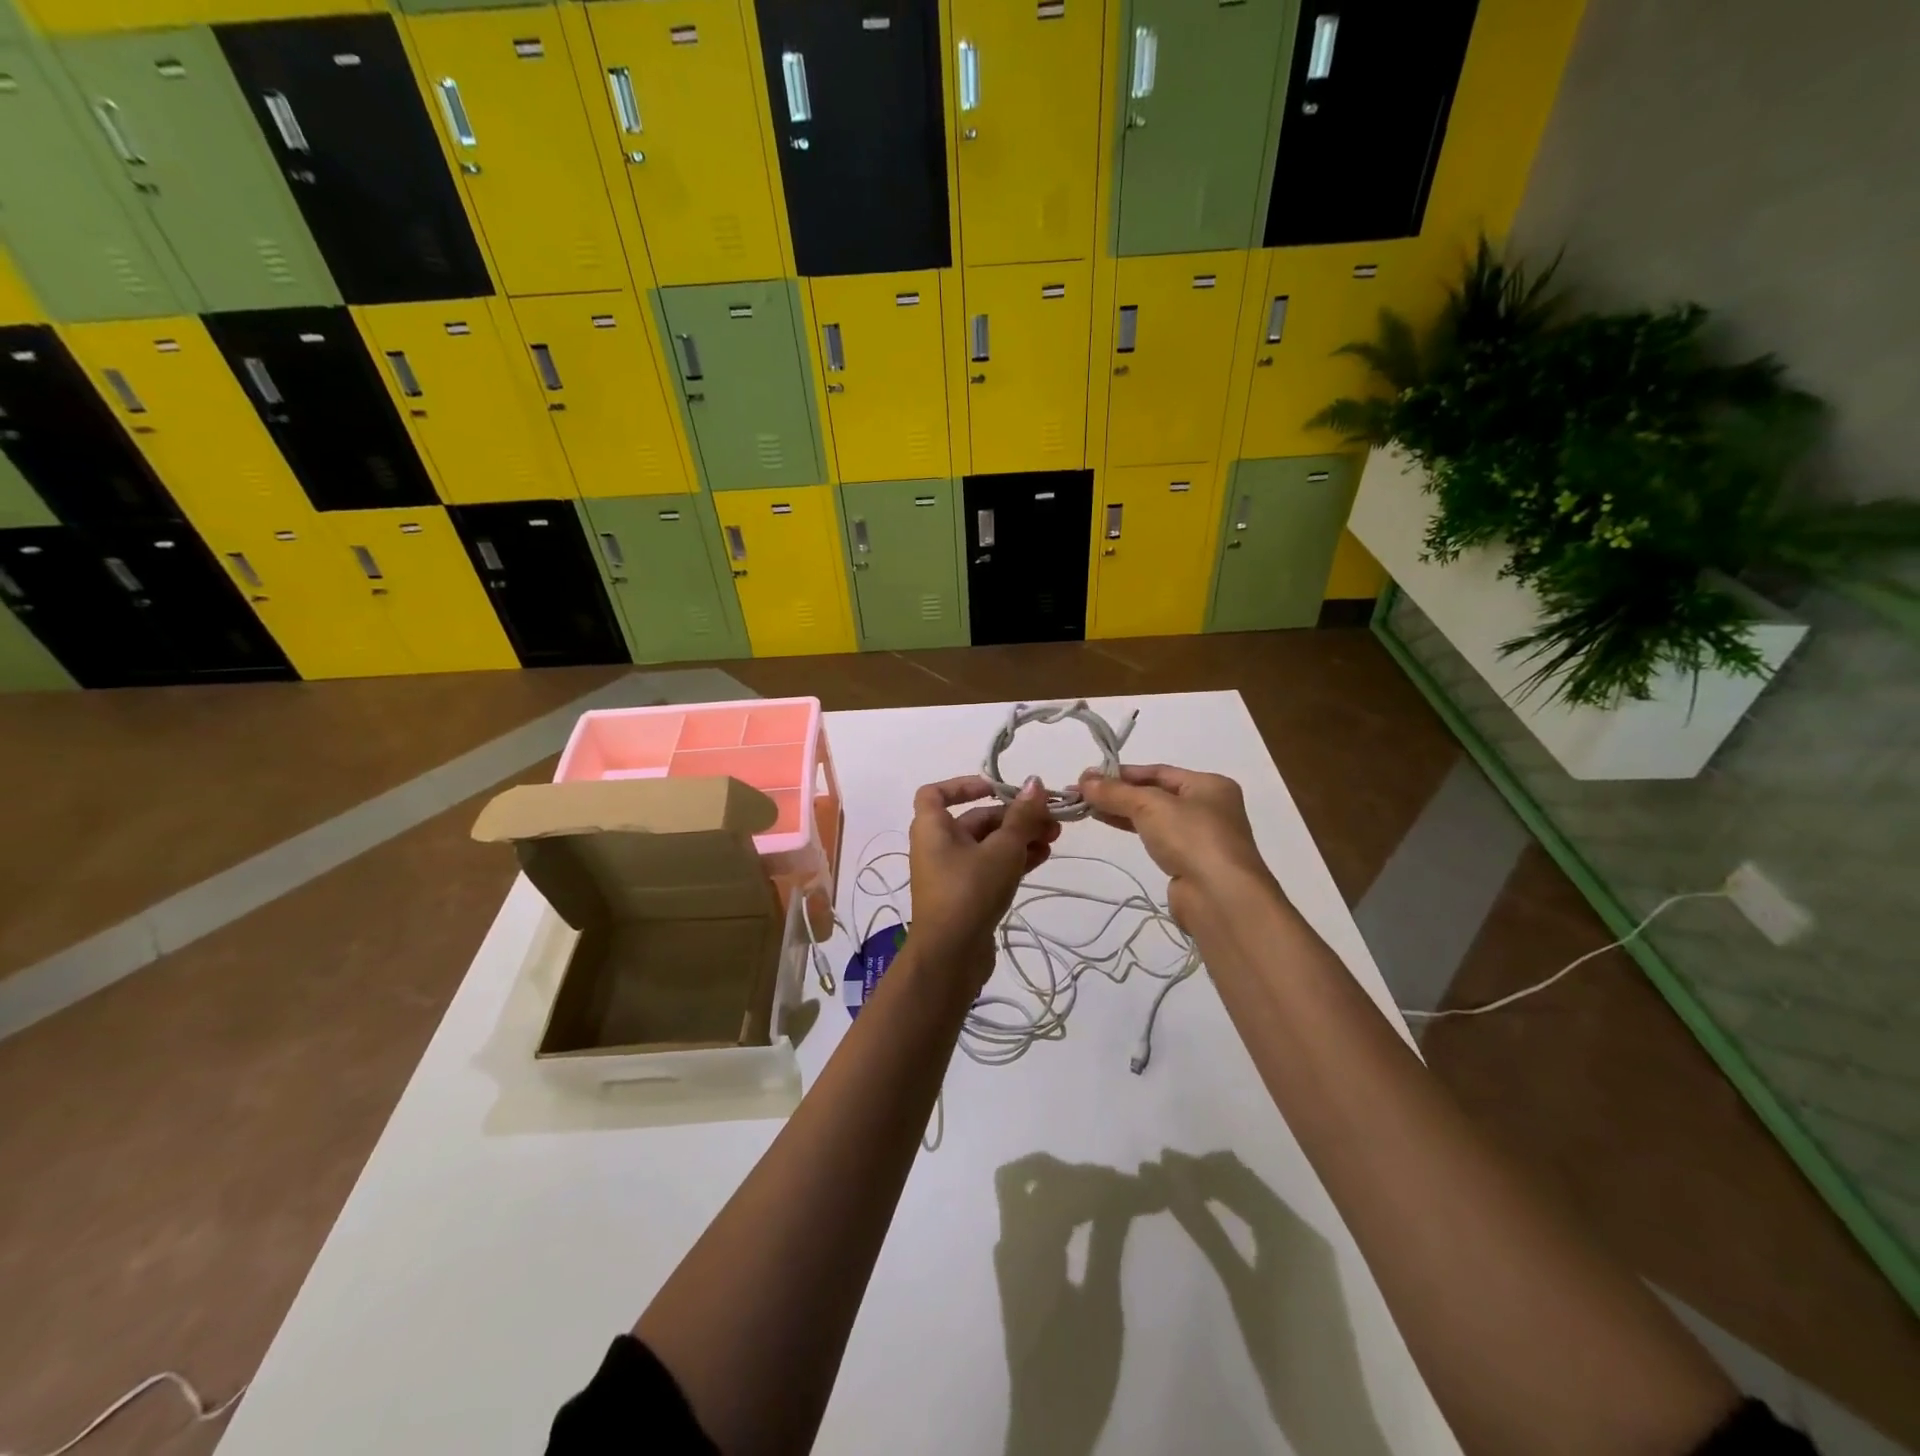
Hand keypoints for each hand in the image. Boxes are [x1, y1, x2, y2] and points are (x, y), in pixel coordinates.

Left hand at [908, 775, 1058, 981]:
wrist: (950, 957)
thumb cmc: (970, 891)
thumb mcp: (1002, 849)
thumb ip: (1021, 816)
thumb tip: (1035, 782)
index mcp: (932, 828)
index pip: (935, 793)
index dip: (964, 785)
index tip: (996, 788)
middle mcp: (937, 846)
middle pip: (975, 819)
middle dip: (1013, 816)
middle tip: (1049, 817)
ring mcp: (951, 873)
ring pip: (988, 845)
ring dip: (1019, 837)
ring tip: (1055, 837)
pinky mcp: (966, 896)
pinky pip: (991, 867)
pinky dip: (1014, 859)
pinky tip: (1044, 856)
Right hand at [1075, 764, 1277, 929]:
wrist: (1220, 897)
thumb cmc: (1191, 837)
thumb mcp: (1150, 806)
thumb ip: (1116, 792)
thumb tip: (1084, 780)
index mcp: (1209, 784)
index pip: (1158, 771)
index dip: (1122, 773)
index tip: (1088, 777)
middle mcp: (1209, 807)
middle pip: (1155, 793)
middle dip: (1118, 792)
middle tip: (1081, 793)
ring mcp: (1200, 837)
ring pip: (1154, 816)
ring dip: (1122, 810)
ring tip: (1087, 808)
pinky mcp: (1189, 862)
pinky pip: (1156, 838)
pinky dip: (1133, 829)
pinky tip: (1110, 824)